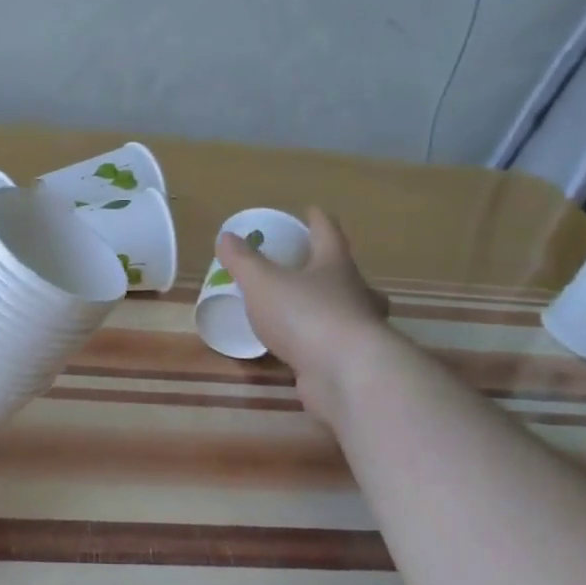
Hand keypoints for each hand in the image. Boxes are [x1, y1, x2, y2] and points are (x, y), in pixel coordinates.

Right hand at [216, 208, 391, 418]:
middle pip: (348, 274)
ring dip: (334, 307)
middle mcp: (354, 293)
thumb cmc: (304, 315)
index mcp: (334, 266)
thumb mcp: (262, 282)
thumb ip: (242, 261)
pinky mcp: (354, 362)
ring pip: (351, 311)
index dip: (318, 220)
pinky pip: (337, 345)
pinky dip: (323, 342)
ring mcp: (359, 330)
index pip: (328, 234)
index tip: (312, 210)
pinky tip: (306, 350)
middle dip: (333, 268)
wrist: (346, 374)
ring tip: (311, 310)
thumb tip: (226, 237)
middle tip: (314, 267)